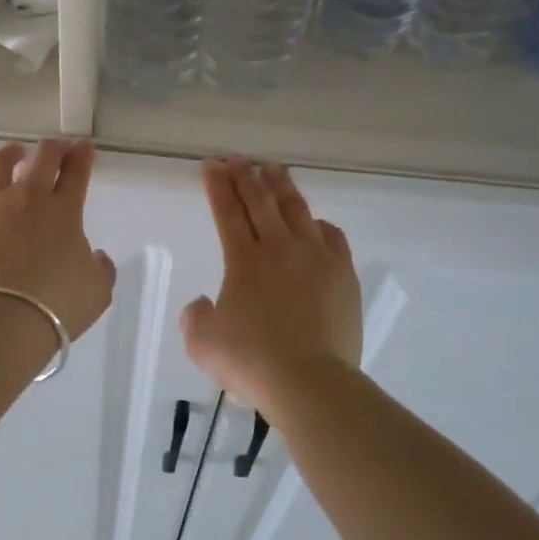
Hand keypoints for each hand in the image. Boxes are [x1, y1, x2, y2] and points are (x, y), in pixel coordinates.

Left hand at [0, 139, 115, 339]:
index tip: (84, 146)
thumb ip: (100, 267)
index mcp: (64, 210)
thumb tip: (95, 256)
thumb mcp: (98, 290)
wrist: (3, 319)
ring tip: (13, 152)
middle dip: (52, 148)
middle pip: (41, 158)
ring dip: (9, 154)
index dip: (82, 155)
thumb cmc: (57, 305)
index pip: (76, 172)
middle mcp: (27, 198)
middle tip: (56, 149)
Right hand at [180, 158, 362, 406]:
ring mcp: (315, 257)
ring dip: (281, 186)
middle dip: (245, 175)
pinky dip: (318, 223)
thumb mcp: (202, 342)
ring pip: (296, 209)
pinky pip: (331, 236)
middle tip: (236, 158)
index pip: (227, 211)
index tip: (211, 165)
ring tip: (273, 169)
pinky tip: (314, 221)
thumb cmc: (251, 361)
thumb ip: (195, 316)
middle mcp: (279, 247)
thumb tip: (203, 303)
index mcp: (243, 259)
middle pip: (260, 201)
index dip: (217, 186)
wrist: (309, 381)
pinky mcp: (342, 274)